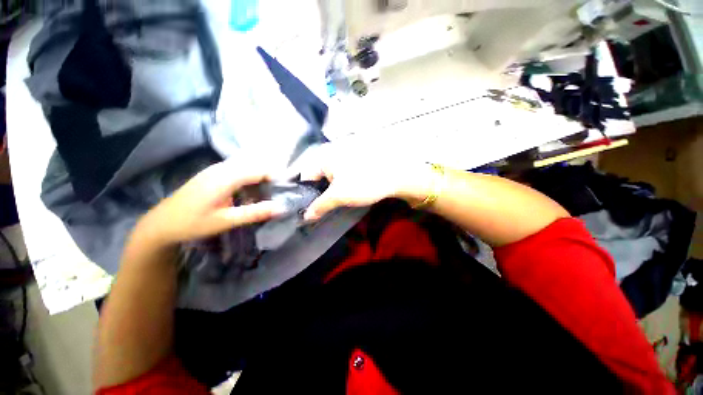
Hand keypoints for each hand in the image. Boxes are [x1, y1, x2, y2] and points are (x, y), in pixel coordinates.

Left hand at [134, 159, 284, 246]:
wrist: (161, 223)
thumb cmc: (193, 223)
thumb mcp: (226, 221)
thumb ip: (255, 213)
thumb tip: (281, 208)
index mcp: (226, 177)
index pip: (260, 170)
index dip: (277, 177)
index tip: (287, 189)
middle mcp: (222, 168)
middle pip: (255, 166)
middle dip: (270, 177)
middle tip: (279, 194)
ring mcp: (216, 169)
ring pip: (247, 167)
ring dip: (260, 179)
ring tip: (267, 195)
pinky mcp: (213, 174)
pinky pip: (238, 171)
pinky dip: (249, 180)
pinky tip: (249, 193)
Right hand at [293, 143, 433, 220]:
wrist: (397, 175)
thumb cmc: (364, 183)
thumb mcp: (339, 196)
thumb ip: (320, 206)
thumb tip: (305, 217)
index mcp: (324, 157)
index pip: (306, 177)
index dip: (307, 194)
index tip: (312, 208)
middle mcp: (332, 152)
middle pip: (319, 176)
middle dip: (321, 192)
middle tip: (326, 206)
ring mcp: (345, 155)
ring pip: (332, 176)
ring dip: (332, 190)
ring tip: (338, 201)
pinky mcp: (356, 160)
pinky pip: (343, 174)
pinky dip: (342, 184)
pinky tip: (349, 192)